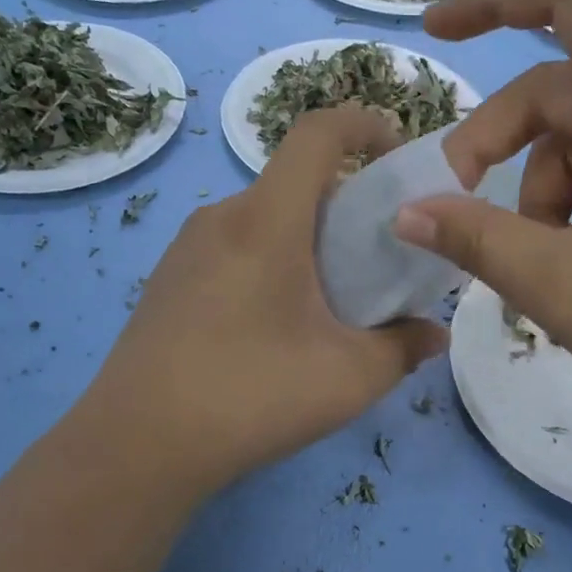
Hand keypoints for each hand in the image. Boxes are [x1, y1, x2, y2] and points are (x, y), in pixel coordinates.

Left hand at [82, 106, 446, 498]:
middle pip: (294, 183)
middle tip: (376, 261)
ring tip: (329, 304)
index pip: (318, 132)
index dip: (364, 125)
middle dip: (346, 207)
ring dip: (306, 243)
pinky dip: (269, 265)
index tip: (397, 156)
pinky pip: (232, 251)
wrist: (138, 446)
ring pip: (263, 221)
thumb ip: (403, 348)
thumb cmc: (251, 395)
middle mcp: (221, 218)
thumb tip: (433, 334)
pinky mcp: (167, 283)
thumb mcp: (349, 378)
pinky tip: (275, 330)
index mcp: (267, 220)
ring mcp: (185, 250)